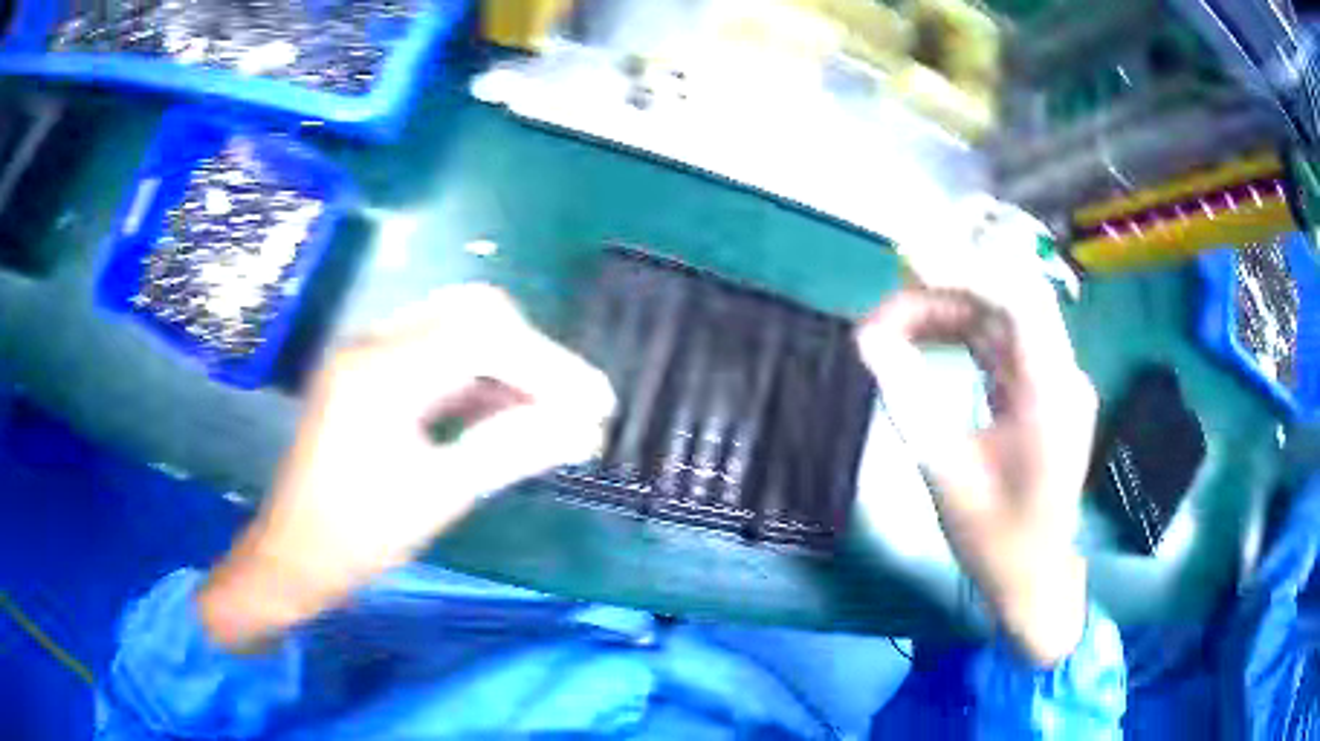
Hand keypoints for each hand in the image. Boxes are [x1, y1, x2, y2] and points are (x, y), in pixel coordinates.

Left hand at [198, 285, 614, 650]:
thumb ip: (513, 451)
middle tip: (573, 403)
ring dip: (510, 362)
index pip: (484, 336)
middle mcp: (373, 343)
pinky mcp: (372, 371)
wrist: (294, 554)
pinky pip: (438, 353)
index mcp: (381, 372)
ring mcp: (369, 352)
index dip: (550, 365)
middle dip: (533, 354)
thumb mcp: (439, 496)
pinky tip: (504, 412)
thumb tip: (586, 429)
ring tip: (550, 410)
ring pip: (458, 327)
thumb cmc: (357, 537)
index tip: (598, 404)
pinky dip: (480, 376)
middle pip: (473, 313)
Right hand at [855, 287, 1096, 665]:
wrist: (1034, 578)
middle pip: (1007, 301)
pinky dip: (963, 334)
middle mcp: (1062, 375)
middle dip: (945, 292)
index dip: (965, 271)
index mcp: (1050, 395)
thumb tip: (868, 341)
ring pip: (1002, 318)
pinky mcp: (1044, 390)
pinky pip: (1002, 344)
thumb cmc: (994, 540)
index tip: (906, 265)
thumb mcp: (944, 473)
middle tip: (884, 313)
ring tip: (894, 329)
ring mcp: (1056, 380)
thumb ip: (908, 400)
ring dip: (949, 313)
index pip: (1019, 300)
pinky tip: (927, 338)